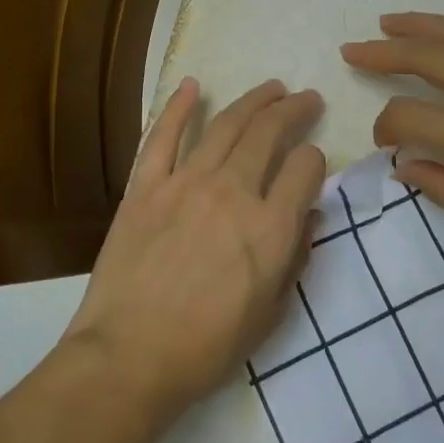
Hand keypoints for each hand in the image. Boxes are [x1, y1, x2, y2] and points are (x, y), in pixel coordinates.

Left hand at [62, 77, 326, 428]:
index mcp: (270, 228)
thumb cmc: (205, 348)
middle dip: (294, 110)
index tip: (311, 164)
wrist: (128, 357)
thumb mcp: (270, 315)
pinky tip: (194, 85)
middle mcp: (232, 193)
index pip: (305, 169)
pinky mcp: (145, 187)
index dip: (315, 161)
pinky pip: (162, 137)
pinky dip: (179, 107)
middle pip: (269, 134)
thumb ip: (294, 258)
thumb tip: (306, 216)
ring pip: (225, 126)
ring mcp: (184, 184)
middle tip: (306, 99)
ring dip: (253, 100)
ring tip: (271, 88)